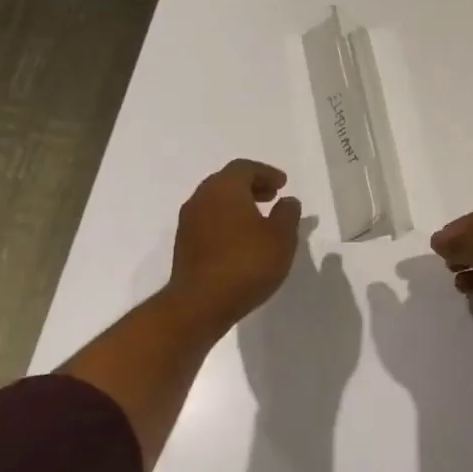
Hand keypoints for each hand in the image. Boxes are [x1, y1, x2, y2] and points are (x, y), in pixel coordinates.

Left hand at [168, 159, 301, 335]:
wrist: (200, 304)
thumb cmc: (246, 263)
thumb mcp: (281, 238)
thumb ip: (287, 214)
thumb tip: (288, 201)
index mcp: (224, 189)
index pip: (244, 168)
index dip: (266, 173)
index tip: (283, 185)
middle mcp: (202, 199)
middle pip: (227, 182)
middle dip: (251, 186)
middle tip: (272, 197)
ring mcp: (189, 223)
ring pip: (216, 202)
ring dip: (238, 205)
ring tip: (260, 220)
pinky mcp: (184, 245)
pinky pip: (209, 222)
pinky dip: (227, 222)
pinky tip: (242, 241)